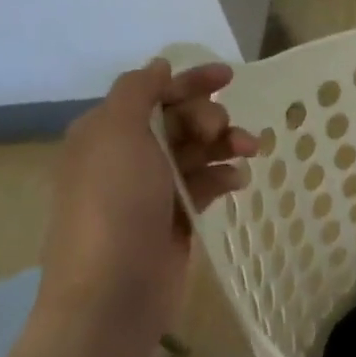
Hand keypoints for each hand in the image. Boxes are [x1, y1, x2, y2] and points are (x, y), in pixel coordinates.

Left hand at [37, 59, 257, 340]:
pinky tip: (238, 181)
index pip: (153, 93)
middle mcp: (127, 157)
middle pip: (179, 120)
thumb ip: (138, 92)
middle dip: (209, 117)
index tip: (230, 76)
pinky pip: (205, 184)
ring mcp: (152, 190)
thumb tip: (158, 66)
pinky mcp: (176, 218)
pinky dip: (223, 176)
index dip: (190, 81)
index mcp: (106, 131)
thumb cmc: (113, 204)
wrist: (113, 290)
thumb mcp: (116, 133)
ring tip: (249, 151)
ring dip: (225, 144)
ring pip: (197, 152)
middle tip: (223, 130)